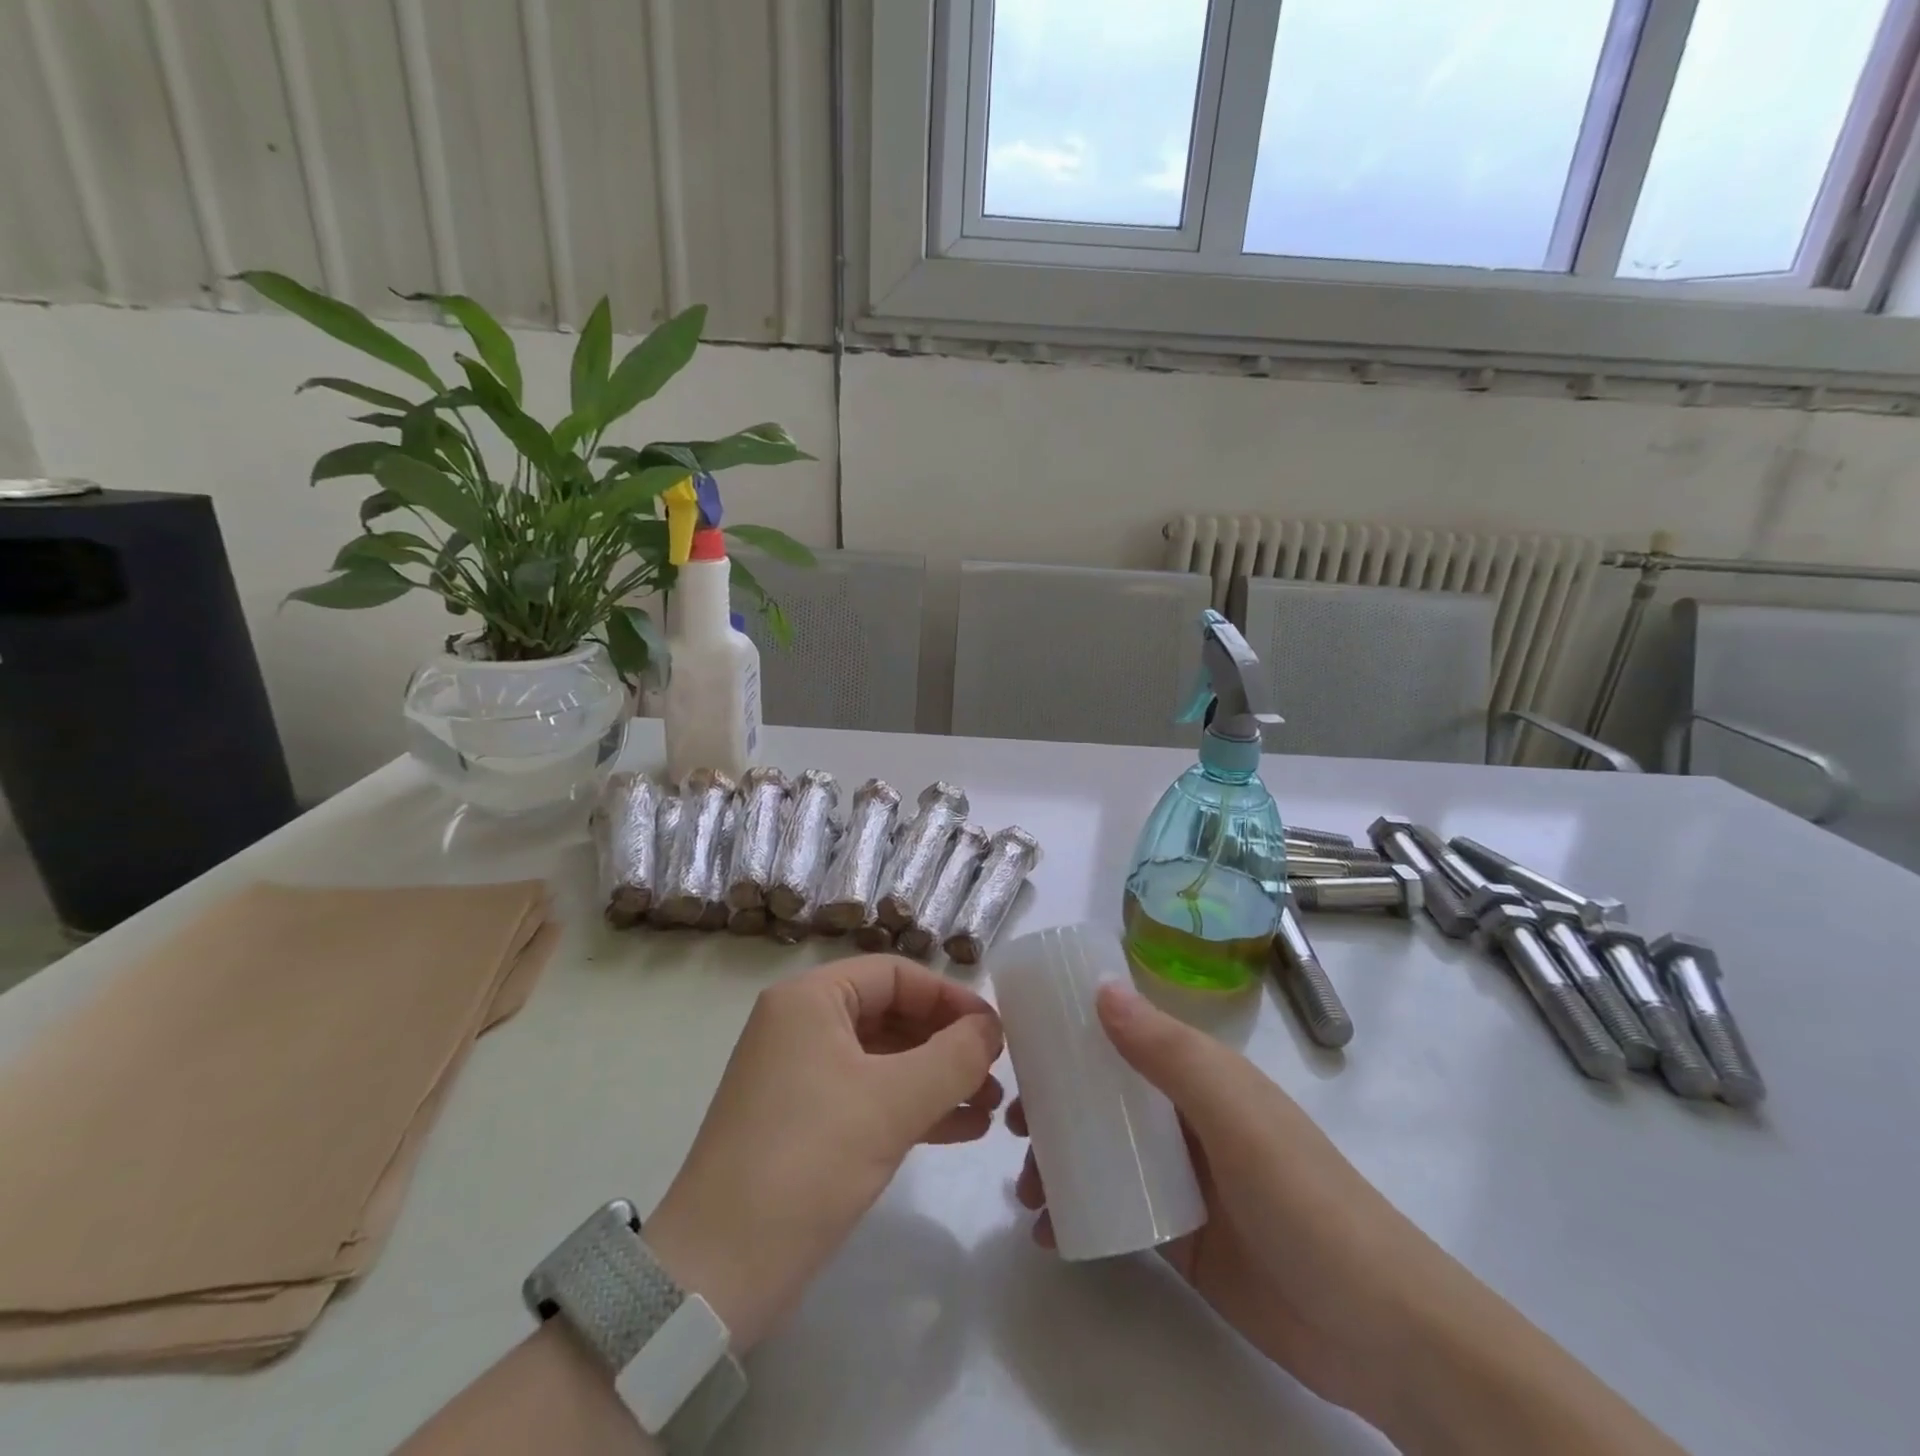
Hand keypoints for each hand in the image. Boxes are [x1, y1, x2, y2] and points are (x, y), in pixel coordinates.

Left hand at [645, 956, 1002, 1352]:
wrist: (718, 1271)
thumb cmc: (808, 1161)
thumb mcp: (892, 1102)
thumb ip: (953, 1056)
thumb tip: (991, 1027)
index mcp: (810, 1000)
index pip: (895, 975)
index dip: (950, 998)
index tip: (996, 1031)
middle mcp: (800, 1025)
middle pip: (890, 1013)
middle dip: (946, 1043)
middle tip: (996, 1072)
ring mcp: (798, 1075)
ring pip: (883, 1058)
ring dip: (936, 1078)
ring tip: (990, 1106)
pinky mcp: (802, 1121)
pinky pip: (867, 1095)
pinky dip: (911, 1106)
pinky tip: (961, 1128)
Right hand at [1010, 983, 1451, 1426]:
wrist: (1379, 1333)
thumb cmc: (1303, 1200)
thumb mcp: (1234, 1116)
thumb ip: (1168, 1053)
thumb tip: (1099, 987)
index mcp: (1201, 1075)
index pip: (1127, 1034)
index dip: (1074, 1031)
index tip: (1022, 1045)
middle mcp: (1186, 1118)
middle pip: (1105, 1095)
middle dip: (1054, 1104)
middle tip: (1011, 1122)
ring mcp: (1182, 1180)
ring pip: (1103, 1154)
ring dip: (1059, 1162)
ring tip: (1023, 1189)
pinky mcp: (1180, 1238)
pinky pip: (1114, 1212)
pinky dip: (1077, 1215)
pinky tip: (1046, 1232)